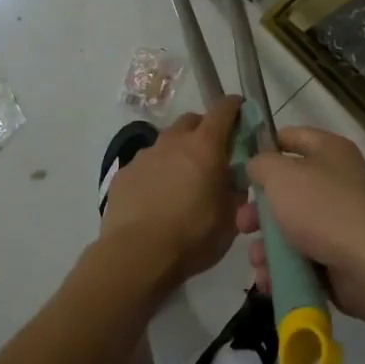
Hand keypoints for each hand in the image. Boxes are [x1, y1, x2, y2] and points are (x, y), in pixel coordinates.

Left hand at [96, 95, 244, 289]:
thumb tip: (234, 178)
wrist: (136, 256)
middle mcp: (173, 142)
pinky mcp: (124, 174)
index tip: (240, 112)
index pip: (223, 111)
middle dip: (204, 129)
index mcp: (205, 147)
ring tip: (181, 181)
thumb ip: (235, 191)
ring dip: (177, 152)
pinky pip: (145, 165)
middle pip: (191, 121)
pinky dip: (155, 173)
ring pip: (166, 143)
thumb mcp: (230, 219)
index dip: (234, 108)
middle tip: (212, 153)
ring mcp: (144, 156)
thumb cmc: (192, 236)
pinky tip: (155, 198)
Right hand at [240, 125, 364, 326]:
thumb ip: (261, 164)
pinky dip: (284, 267)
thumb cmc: (324, 210)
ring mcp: (340, 220)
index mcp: (330, 151)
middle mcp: (337, 181)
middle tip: (243, 225)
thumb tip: (257, 167)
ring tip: (257, 261)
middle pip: (287, 189)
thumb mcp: (281, 176)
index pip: (291, 137)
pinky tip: (269, 280)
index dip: (264, 147)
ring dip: (267, 245)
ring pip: (291, 227)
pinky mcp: (340, 255)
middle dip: (260, 210)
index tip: (239, 166)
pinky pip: (303, 257)